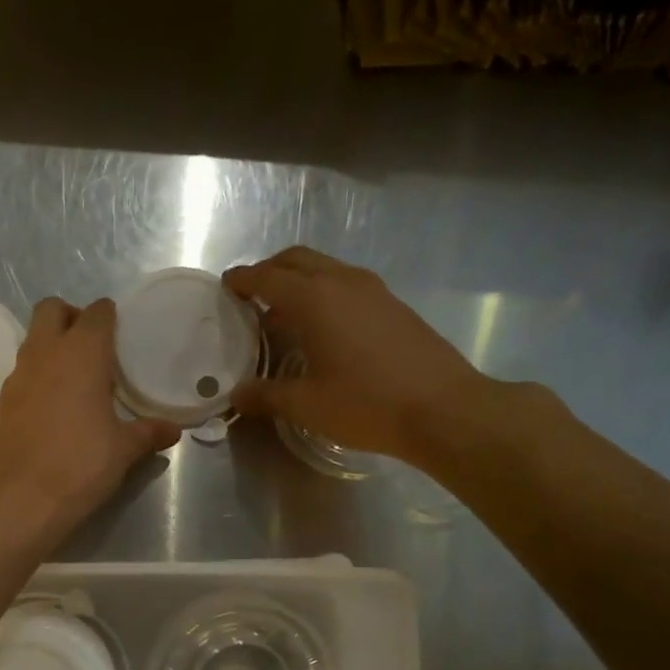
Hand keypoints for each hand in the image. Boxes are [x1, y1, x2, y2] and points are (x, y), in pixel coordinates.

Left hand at [0, 297, 180, 540]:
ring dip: (52, 347)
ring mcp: (18, 376)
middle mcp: (45, 353)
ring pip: (33, 340)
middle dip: (71, 317)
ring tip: (76, 379)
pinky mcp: (2, 402)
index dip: (108, 317)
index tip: (120, 332)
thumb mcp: (122, 450)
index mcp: (81, 353)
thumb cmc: (79, 464)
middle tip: (92, 346)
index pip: (96, 313)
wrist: (17, 497)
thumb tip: (172, 430)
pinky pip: (22, 373)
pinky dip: (38, 377)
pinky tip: (54, 407)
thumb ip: (147, 433)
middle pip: (51, 309)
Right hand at [225, 247, 494, 471]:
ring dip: (299, 282)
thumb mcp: (306, 405)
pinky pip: (347, 286)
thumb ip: (266, 395)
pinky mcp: (394, 306)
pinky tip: (321, 329)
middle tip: (250, 295)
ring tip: (282, 314)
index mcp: (315, 299)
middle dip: (270, 270)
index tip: (225, 286)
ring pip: (326, 270)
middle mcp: (343, 282)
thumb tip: (236, 394)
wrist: (444, 409)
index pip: (267, 278)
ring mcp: (374, 291)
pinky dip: (324, 294)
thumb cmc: (365, 404)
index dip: (243, 281)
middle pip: (297, 260)